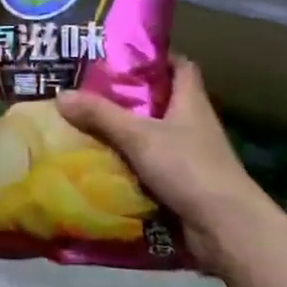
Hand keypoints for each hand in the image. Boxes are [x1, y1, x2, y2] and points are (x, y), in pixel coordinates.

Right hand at [56, 57, 279, 272]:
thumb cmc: (189, 168)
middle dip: (127, 96)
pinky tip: (98, 163)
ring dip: (124, 133)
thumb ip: (101, 115)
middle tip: (88, 90)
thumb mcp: (139, 136)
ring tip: (84, 124)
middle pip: (159, 101)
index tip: (121, 56)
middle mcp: (192, 124)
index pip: (179, 66)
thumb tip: (60, 94)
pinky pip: (148, 166)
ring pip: (151, 135)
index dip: (154, 58)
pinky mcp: (181, 185)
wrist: (226, 230)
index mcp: (191, 101)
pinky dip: (127, 164)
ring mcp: (188, 156)